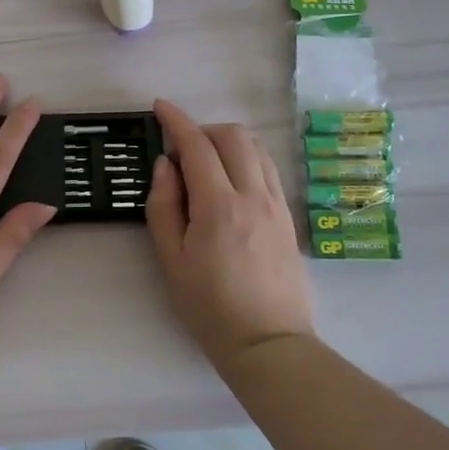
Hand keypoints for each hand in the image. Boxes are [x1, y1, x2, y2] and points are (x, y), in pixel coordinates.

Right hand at [146, 99, 317, 371]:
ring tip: (205, 164)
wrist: (267, 342)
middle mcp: (254, 196)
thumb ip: (163, 205)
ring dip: (227, 142)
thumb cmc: (208, 306)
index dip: (176, 120)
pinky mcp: (289, 217)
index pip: (197, 146)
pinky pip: (269, 169)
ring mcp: (277, 204)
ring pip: (256, 148)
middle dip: (203, 129)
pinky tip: (230, 182)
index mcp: (219, 206)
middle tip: (180, 150)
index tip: (160, 107)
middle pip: (233, 136)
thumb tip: (166, 166)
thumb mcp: (171, 259)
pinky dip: (246, 159)